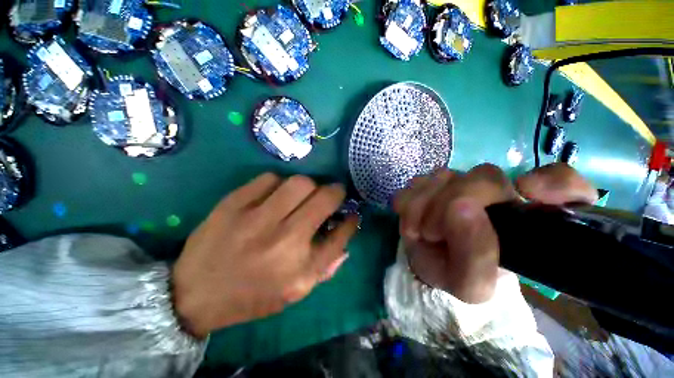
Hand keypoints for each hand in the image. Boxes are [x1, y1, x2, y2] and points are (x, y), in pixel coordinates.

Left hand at [172, 174, 358, 337]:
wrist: (195, 293)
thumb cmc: (251, 296)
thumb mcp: (294, 292)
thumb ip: (325, 266)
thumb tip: (345, 234)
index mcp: (300, 269)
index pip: (340, 235)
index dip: (351, 221)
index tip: (352, 213)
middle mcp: (284, 241)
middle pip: (324, 199)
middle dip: (335, 192)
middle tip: (332, 194)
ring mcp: (256, 219)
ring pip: (299, 183)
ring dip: (309, 185)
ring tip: (304, 194)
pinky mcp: (233, 204)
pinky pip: (269, 179)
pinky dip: (279, 183)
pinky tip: (275, 194)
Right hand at [393, 163, 596, 303]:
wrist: (427, 263)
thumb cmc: (455, 274)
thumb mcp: (471, 283)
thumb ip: (476, 255)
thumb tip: (462, 206)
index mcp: (523, 220)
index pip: (565, 184)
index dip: (554, 183)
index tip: (527, 192)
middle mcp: (497, 192)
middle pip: (484, 175)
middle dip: (448, 203)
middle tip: (431, 233)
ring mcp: (460, 182)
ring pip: (443, 176)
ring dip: (423, 206)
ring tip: (420, 231)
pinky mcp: (430, 182)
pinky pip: (417, 182)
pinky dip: (408, 202)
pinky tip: (412, 219)